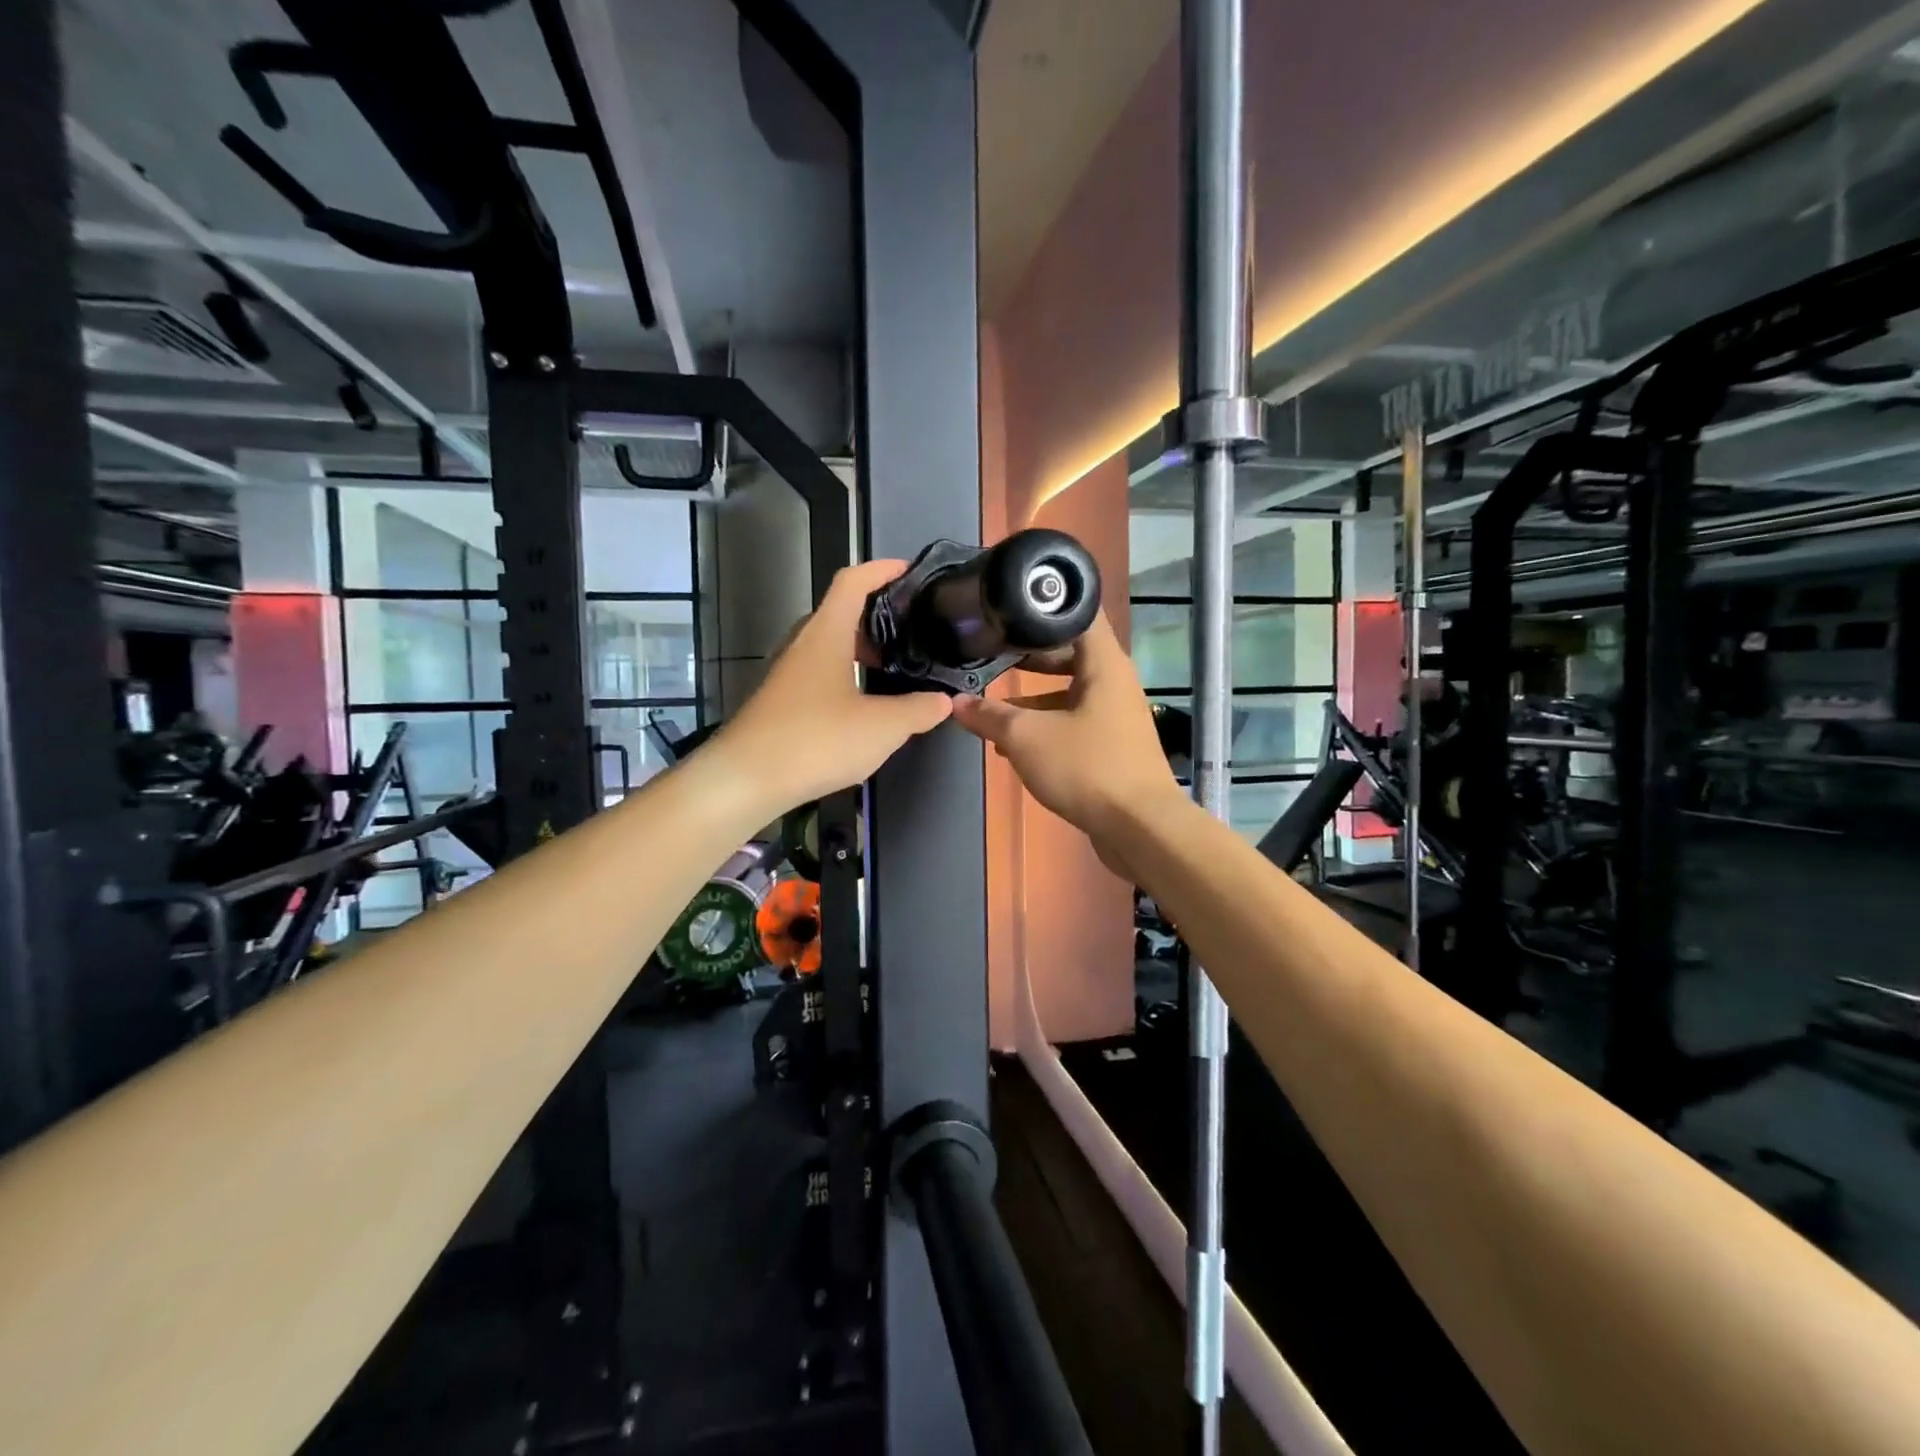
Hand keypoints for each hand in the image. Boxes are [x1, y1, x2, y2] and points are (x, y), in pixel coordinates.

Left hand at [714, 559, 952, 816]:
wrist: (746, 779)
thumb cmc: (816, 740)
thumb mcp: (882, 727)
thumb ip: (918, 710)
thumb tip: (942, 701)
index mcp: (826, 634)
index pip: (852, 582)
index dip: (881, 569)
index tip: (908, 570)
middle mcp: (802, 645)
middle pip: (839, 613)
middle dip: (876, 616)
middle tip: (910, 630)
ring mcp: (786, 673)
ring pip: (827, 646)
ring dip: (859, 650)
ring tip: (892, 669)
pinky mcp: (779, 701)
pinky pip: (818, 673)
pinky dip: (844, 676)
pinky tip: (863, 706)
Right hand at [951, 612, 1185, 860]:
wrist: (1140, 828)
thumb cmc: (1087, 768)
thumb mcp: (1026, 738)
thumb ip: (990, 717)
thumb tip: (957, 703)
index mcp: (1104, 665)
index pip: (1080, 614)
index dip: (1045, 606)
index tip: (1010, 607)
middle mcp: (1115, 683)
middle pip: (1071, 654)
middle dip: (1031, 654)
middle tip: (994, 652)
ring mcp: (1117, 716)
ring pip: (1070, 693)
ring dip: (1034, 698)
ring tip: (994, 706)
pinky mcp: (1114, 747)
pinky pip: (1075, 723)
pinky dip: (1047, 726)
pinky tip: (1015, 746)